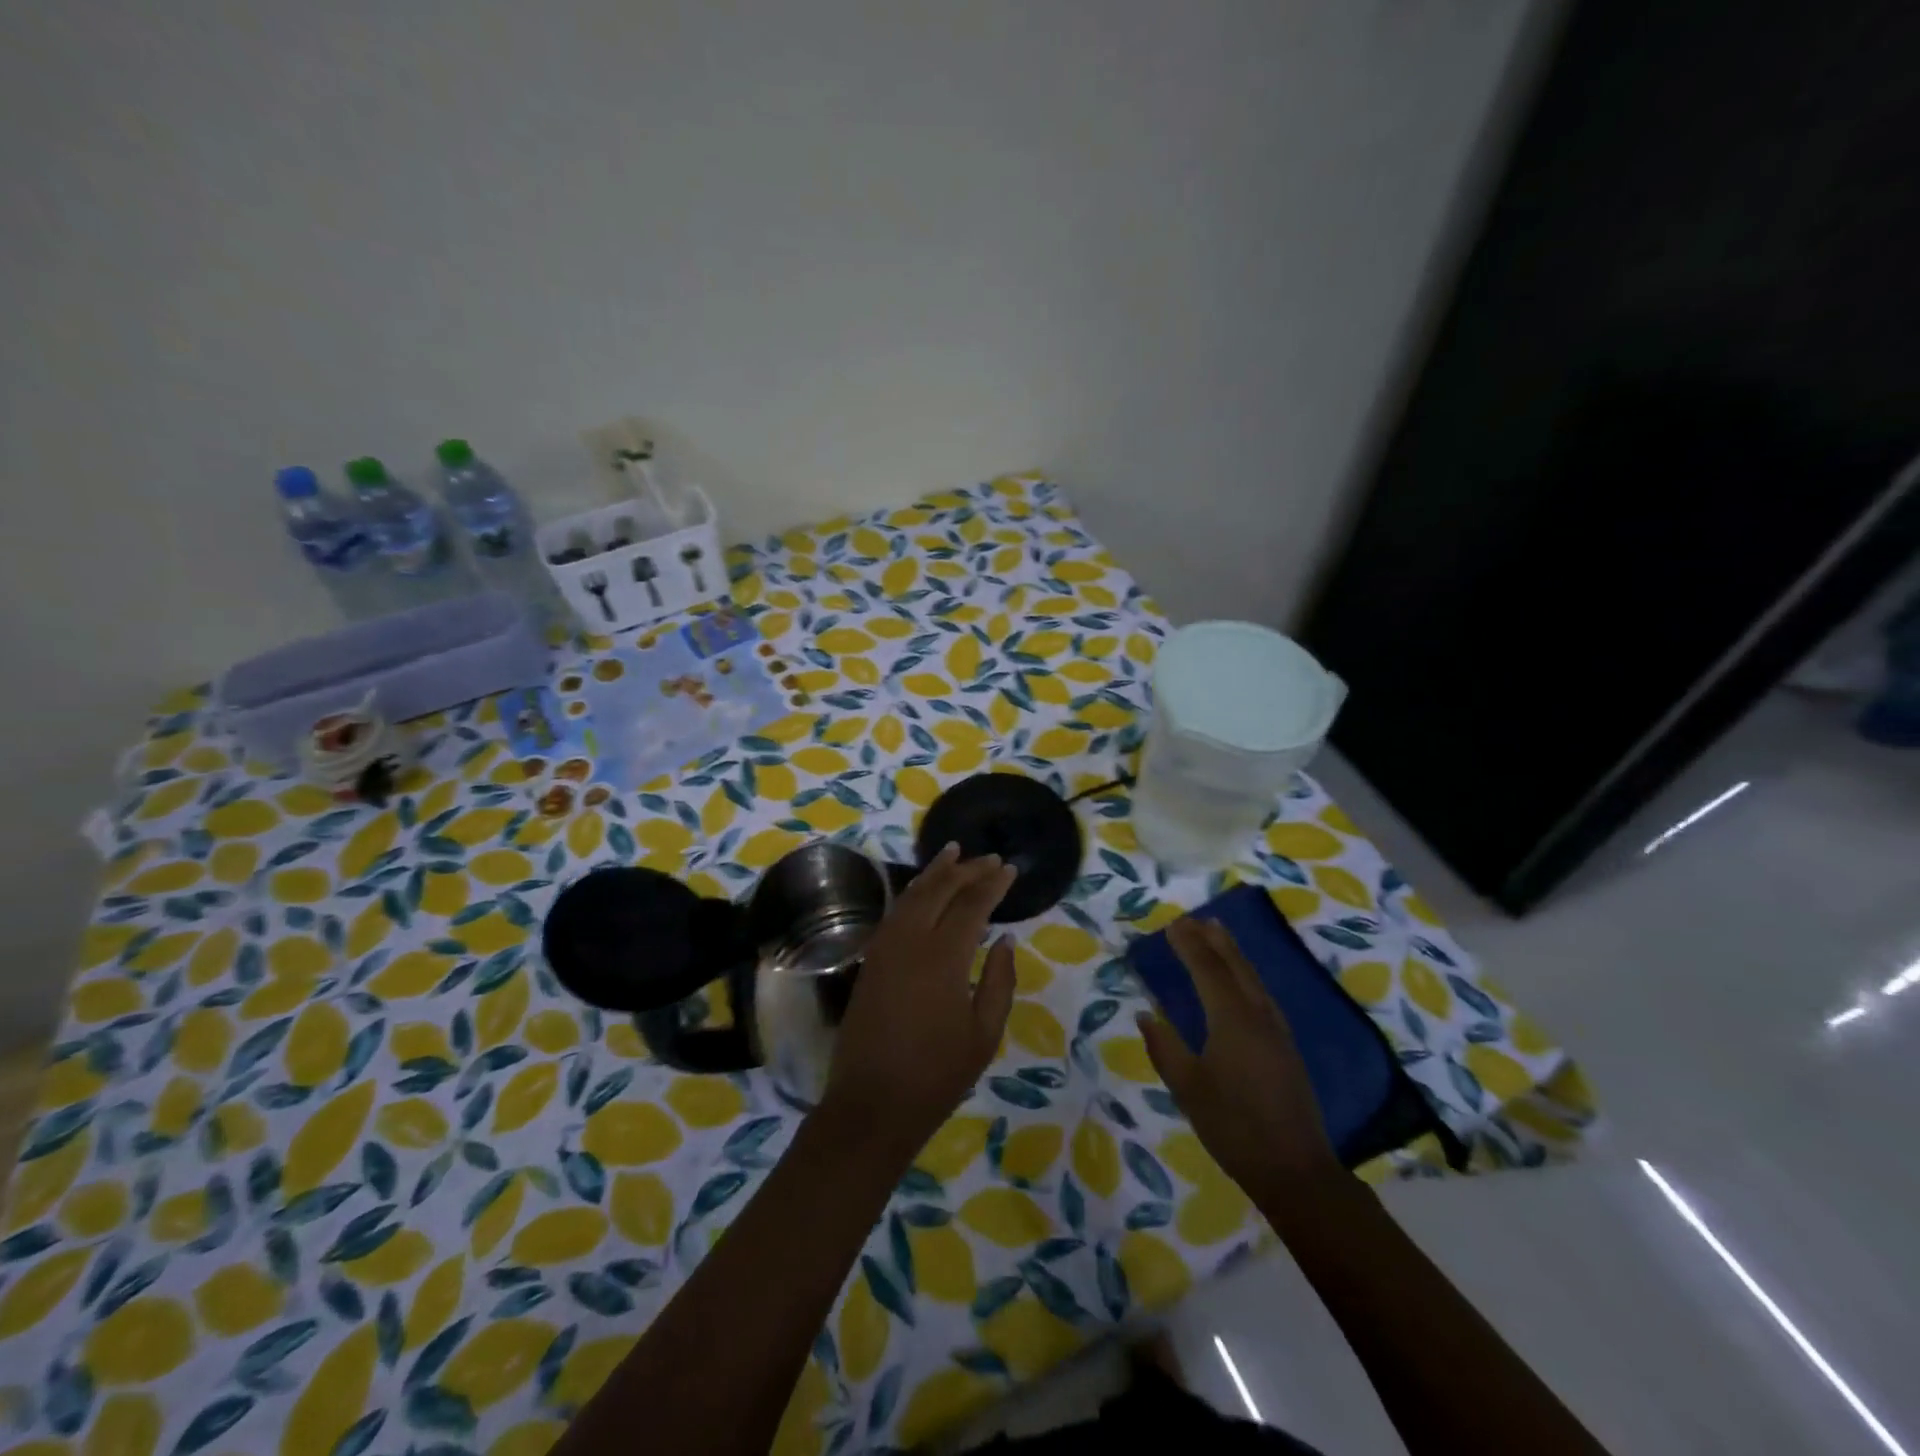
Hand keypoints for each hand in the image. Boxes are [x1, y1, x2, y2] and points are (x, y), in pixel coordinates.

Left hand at [819, 844, 1016, 1158]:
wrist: (872, 1104)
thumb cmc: (937, 1074)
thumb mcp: (984, 1033)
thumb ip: (999, 980)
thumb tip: (1004, 938)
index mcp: (943, 957)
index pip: (972, 904)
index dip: (993, 884)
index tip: (1010, 869)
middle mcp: (910, 940)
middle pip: (940, 890)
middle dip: (967, 870)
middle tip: (990, 858)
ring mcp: (885, 947)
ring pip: (912, 894)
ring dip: (935, 872)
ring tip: (953, 853)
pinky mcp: (871, 959)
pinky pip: (895, 912)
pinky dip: (913, 892)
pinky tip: (923, 889)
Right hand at [1137, 917, 1340, 1199]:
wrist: (1295, 1170)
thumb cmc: (1233, 1127)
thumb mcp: (1187, 1088)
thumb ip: (1164, 1047)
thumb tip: (1146, 1014)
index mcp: (1231, 1018)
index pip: (1207, 968)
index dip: (1189, 944)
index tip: (1172, 925)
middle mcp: (1257, 1014)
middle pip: (1235, 965)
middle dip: (1213, 939)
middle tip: (1194, 919)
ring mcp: (1277, 1030)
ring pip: (1253, 977)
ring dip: (1233, 952)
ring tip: (1218, 934)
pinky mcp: (1286, 1046)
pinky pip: (1262, 994)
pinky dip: (1245, 974)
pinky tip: (1242, 980)